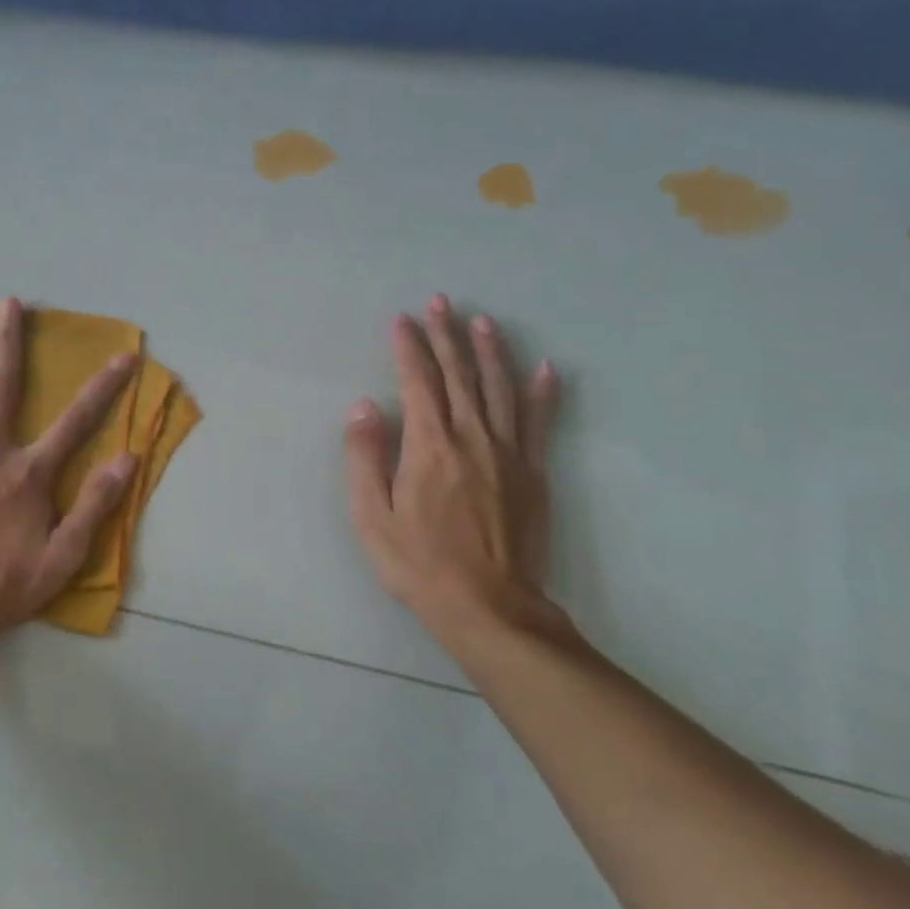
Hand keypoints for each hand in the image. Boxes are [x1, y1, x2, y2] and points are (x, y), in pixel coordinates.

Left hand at [0, 297, 138, 634]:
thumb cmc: (5, 584)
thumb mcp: (64, 555)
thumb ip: (95, 504)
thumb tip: (128, 458)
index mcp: (29, 473)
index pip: (76, 420)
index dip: (104, 386)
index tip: (124, 354)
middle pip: (3, 387)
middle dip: (10, 342)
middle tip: (11, 303)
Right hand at [343, 295, 561, 642]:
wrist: (488, 606)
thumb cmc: (418, 563)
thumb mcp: (371, 516)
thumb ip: (365, 457)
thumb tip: (364, 407)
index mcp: (429, 447)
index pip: (418, 382)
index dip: (409, 347)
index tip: (401, 319)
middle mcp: (471, 438)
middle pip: (459, 375)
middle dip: (447, 335)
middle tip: (440, 301)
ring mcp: (508, 454)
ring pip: (499, 389)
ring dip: (490, 351)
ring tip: (482, 321)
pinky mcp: (533, 473)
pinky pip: (539, 422)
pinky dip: (541, 393)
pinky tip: (545, 368)